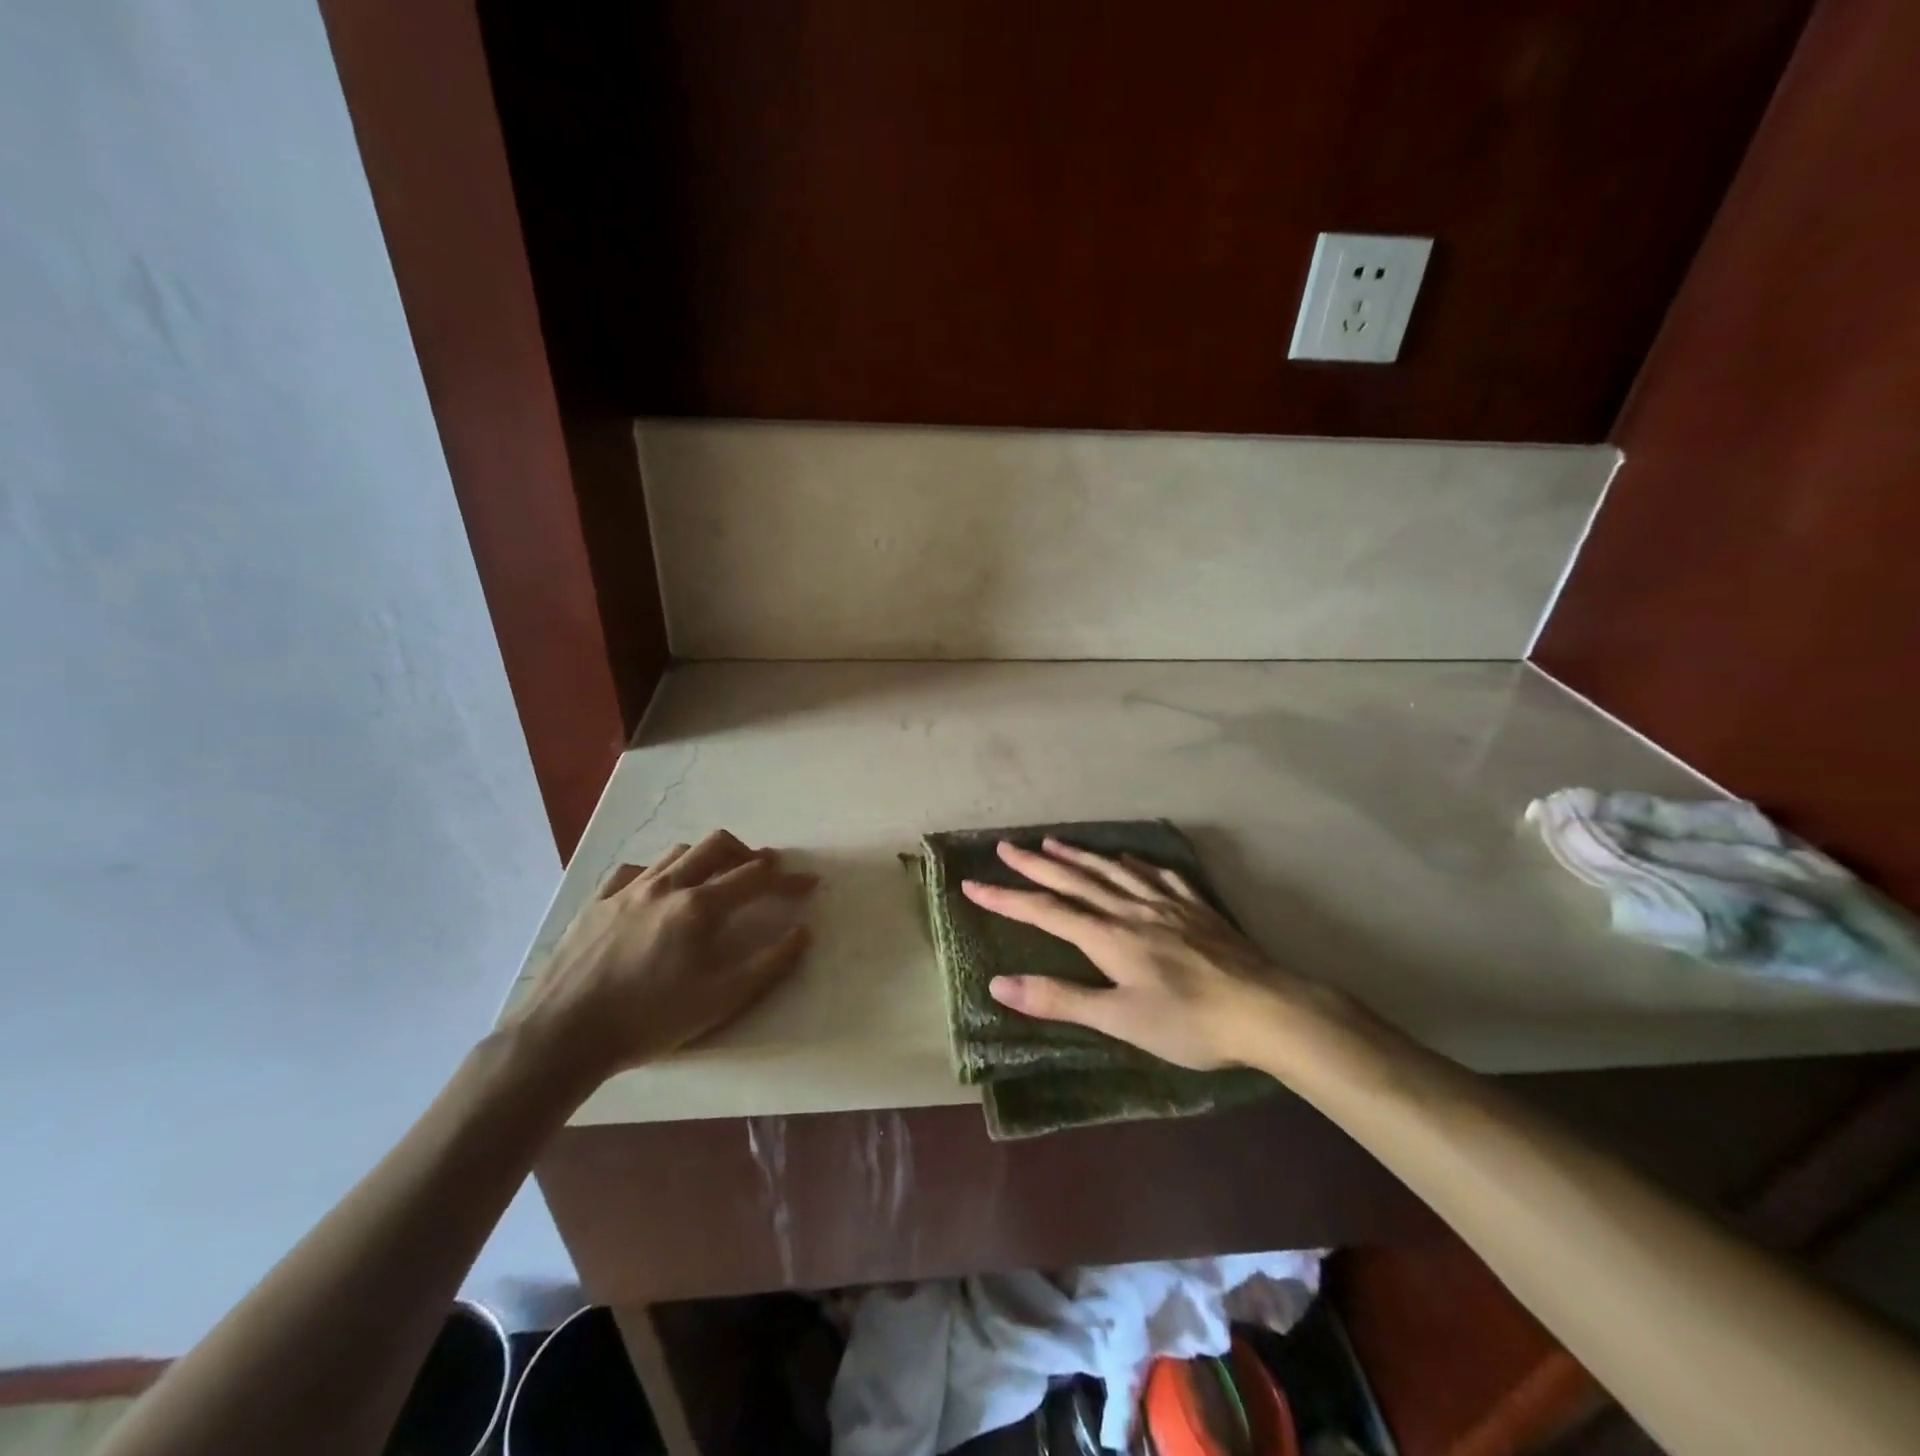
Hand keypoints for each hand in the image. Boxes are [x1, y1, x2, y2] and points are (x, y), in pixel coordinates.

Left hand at [508, 829, 816, 1081]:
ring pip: (676, 853)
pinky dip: (657, 872)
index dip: (788, 879)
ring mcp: (627, 891)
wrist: (565, 1036)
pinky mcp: (596, 903)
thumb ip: (769, 963)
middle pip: (717, 845)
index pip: (756, 878)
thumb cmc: (650, 1018)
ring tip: (714, 878)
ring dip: (705, 858)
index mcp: (699, 906)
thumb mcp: (721, 999)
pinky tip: (657, 891)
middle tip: (763, 870)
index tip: (809, 883)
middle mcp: (666, 885)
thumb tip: (803, 932)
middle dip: (747, 852)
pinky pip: (632, 871)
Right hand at [962, 838, 1295, 1069]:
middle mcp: (1131, 910)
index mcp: (1108, 937)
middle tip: (1006, 846)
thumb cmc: (1188, 1022)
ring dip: (1079, 856)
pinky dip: (1136, 864)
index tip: (972, 883)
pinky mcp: (1196, 908)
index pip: (1046, 912)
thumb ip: (1060, 999)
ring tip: (1053, 843)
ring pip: (1113, 871)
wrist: (1266, 1009)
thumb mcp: (1119, 1020)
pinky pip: (1159, 875)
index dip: (1007, 898)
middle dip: (1036, 865)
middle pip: (1075, 881)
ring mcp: (1166, 904)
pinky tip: (1130, 859)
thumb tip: (999, 985)